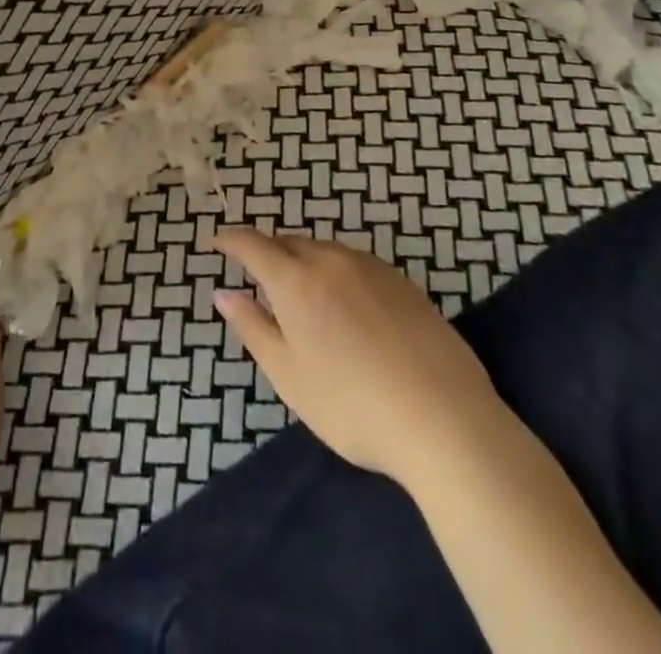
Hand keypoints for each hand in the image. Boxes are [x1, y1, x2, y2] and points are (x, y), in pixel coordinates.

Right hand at [211, 228, 501, 486]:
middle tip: (256, 273)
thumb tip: (222, 293)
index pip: (253, 245)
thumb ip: (252, 327)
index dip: (230, 240)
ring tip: (300, 289)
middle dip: (267, 251)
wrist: (445, 420)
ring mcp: (371, 267)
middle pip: (289, 242)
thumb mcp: (289, 375)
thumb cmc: (352, 404)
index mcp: (296, 279)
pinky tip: (346, 302)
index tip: (215, 241)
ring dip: (303, 259)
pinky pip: (355, 262)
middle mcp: (331, 259)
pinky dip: (336, 271)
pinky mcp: (403, 283)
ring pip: (324, 249)